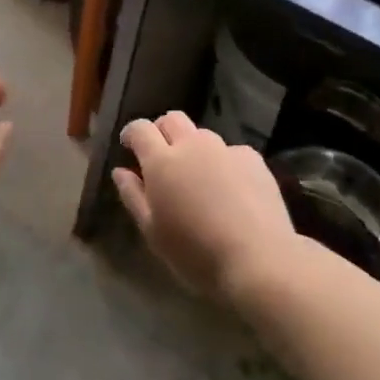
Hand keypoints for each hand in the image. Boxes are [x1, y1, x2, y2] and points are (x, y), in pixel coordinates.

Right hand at [112, 111, 296, 304]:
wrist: (258, 259)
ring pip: (202, 135)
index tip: (129, 147)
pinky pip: (230, 151)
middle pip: (172, 119)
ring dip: (194, 147)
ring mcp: (225, 149)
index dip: (132, 134)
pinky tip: (231, 189)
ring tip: (199, 177)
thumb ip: (133, 195)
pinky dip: (223, 163)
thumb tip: (120, 171)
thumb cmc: (195, 252)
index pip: (140, 129)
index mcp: (162, 161)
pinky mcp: (253, 159)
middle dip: (162, 131)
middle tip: (162, 157)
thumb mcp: (152, 232)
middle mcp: (192, 145)